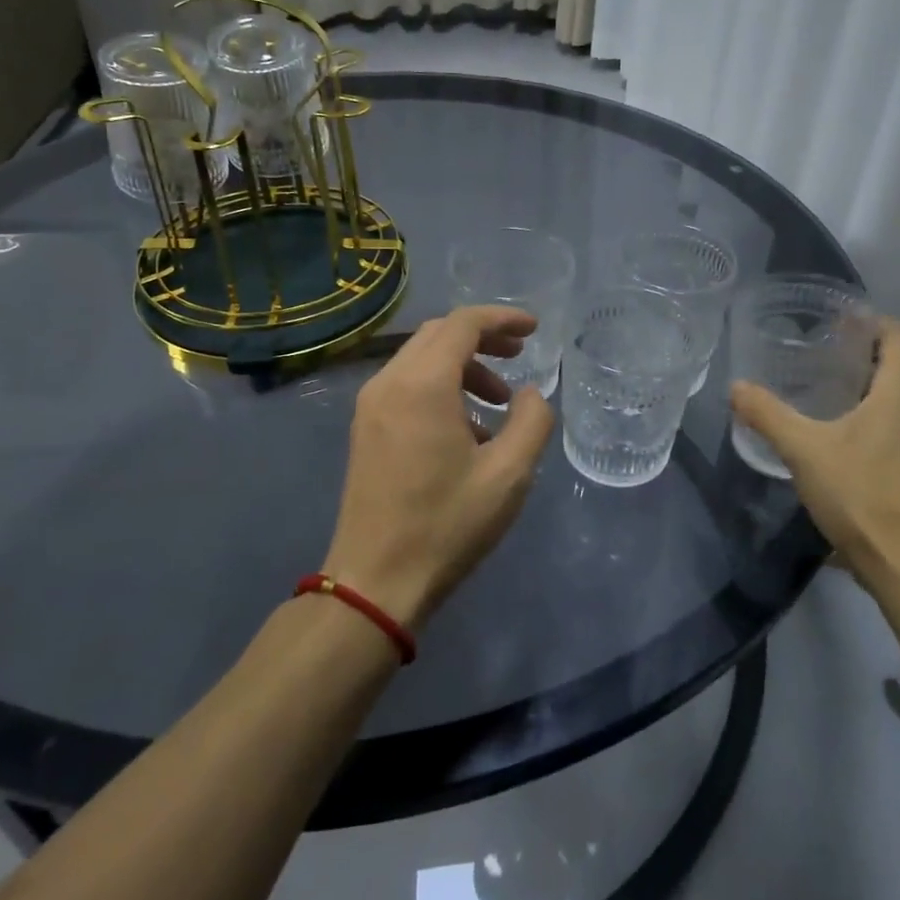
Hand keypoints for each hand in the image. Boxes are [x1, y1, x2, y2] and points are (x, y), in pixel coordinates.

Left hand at [325, 306, 555, 629]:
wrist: (376, 580)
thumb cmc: (447, 524)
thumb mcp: (509, 474)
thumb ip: (532, 421)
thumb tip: (529, 394)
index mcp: (423, 385)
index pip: (463, 324)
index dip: (502, 319)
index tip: (534, 330)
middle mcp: (389, 382)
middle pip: (439, 334)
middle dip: (483, 337)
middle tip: (520, 355)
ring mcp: (371, 406)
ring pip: (421, 359)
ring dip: (463, 365)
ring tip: (499, 402)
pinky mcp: (365, 429)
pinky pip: (407, 385)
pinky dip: (441, 387)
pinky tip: (467, 428)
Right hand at [729, 316, 899, 591]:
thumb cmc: (861, 495)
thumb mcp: (804, 451)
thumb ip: (768, 415)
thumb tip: (736, 387)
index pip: (897, 336)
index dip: (871, 321)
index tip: (838, 320)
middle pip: (899, 368)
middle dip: (863, 357)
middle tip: (820, 356)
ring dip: (871, 393)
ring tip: (829, 398)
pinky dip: (878, 425)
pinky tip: (846, 446)